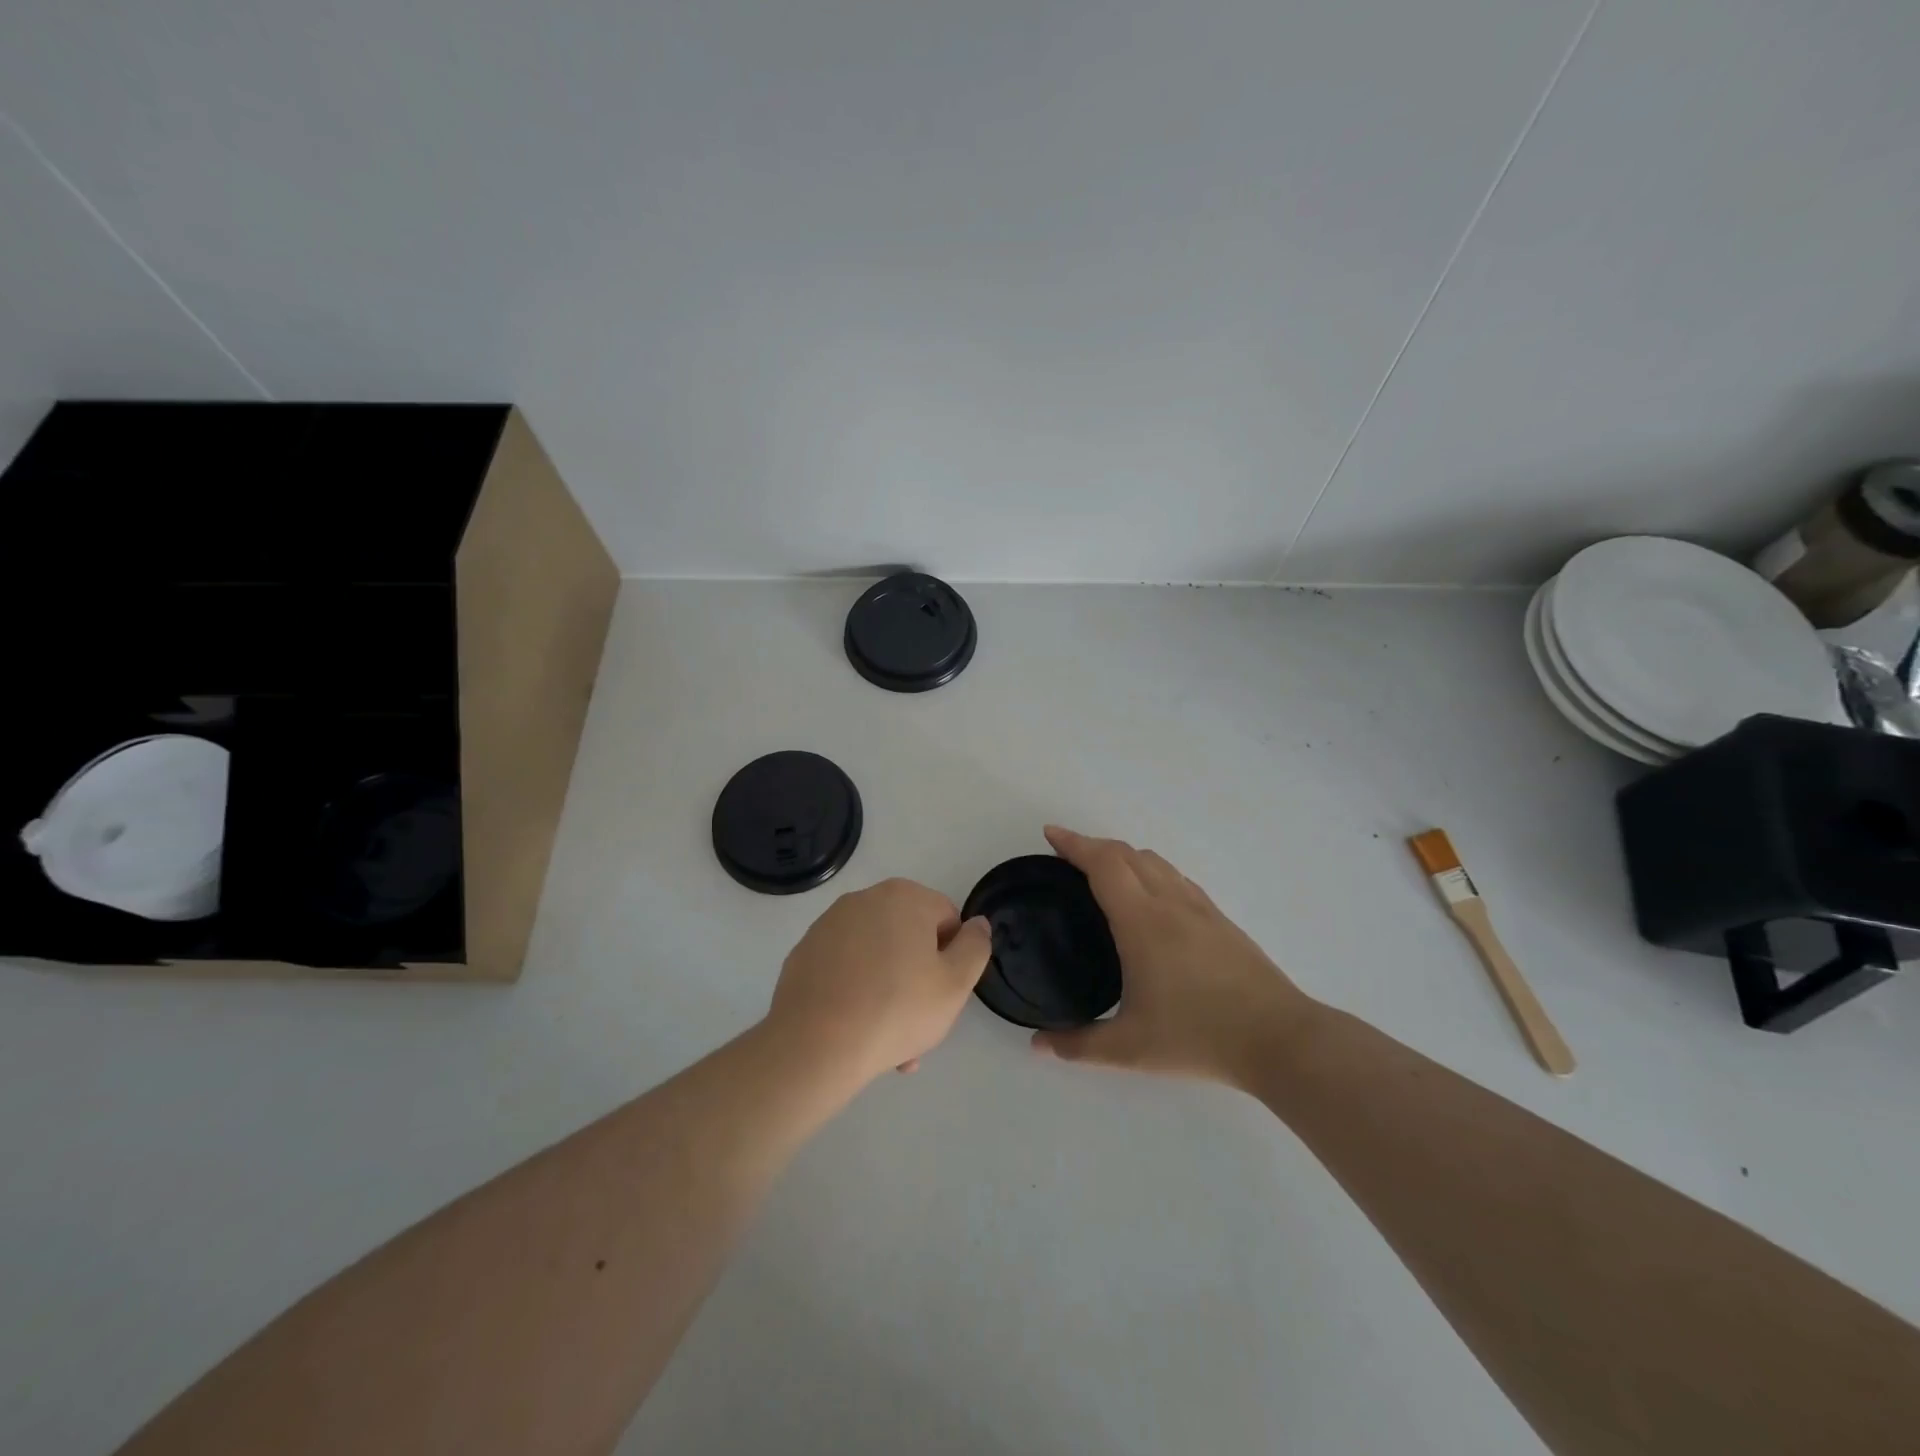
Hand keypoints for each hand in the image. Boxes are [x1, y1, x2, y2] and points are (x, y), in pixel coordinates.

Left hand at [768, 878, 992, 1086]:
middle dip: (918, 979)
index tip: (943, 995)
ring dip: (889, 991)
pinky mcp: (804, 952)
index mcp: (904, 897)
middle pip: (909, 938)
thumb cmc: (896, 1008)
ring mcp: (829, 925)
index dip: (952, 959)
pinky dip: (855, 992)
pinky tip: (856, 1032)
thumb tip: (977, 924)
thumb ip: (975, 947)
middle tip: (919, 1024)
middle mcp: (864, 899)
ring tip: (888, 1043)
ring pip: (876, 957)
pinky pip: (845, 969)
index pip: (947, 920)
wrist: (815, 1044)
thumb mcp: (955, 984)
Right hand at [1033, 826, 1316, 1086]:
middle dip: (1092, 845)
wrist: (1279, 1039)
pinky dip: (1150, 871)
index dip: (1074, 844)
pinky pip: (1176, 878)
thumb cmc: (1199, 1037)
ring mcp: (1200, 908)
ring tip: (1103, 873)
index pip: (1103, 864)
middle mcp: (1170, 902)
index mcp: (1142, 922)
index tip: (1051, 833)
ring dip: (1123, 856)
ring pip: (1156, 861)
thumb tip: (1039, 1045)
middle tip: (1067, 856)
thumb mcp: (1131, 1049)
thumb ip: (1079, 1045)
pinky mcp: (1220, 920)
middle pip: (1127, 853)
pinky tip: (1150, 897)